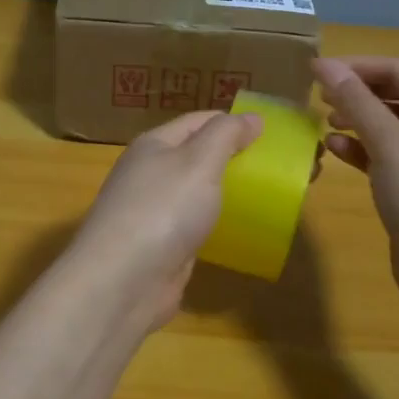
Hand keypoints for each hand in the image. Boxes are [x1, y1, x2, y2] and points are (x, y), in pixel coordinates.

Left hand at [67, 110, 263, 330]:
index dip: (232, 122)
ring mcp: (152, 212)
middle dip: (232, 157)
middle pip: (196, 156)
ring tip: (267, 195)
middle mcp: (149, 174)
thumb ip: (226, 135)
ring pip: (196, 193)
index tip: (271, 131)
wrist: (123, 281)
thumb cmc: (162, 209)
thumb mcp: (199, 161)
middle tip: (276, 166)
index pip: (198, 121)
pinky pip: (194, 225)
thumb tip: (252, 117)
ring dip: (226, 192)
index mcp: (153, 145)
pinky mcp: (160, 246)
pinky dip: (216, 223)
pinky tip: (240, 230)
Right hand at [315, 56, 398, 315]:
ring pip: (389, 129)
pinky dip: (361, 151)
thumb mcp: (390, 143)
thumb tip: (325, 64)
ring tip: (323, 122)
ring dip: (357, 122)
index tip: (316, 70)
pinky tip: (335, 150)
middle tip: (317, 96)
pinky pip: (386, 158)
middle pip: (396, 97)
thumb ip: (356, 102)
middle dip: (357, 93)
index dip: (358, 66)